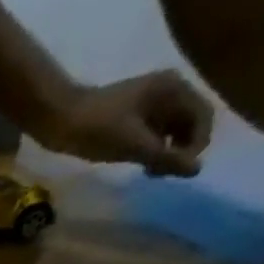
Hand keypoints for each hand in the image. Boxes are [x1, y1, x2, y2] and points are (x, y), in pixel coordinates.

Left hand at [43, 71, 213, 176]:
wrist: (59, 120)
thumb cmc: (97, 129)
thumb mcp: (133, 145)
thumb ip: (165, 157)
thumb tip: (196, 170)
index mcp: (175, 89)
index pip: (204, 116)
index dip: (196, 145)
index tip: (177, 171)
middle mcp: (169, 91)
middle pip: (190, 124)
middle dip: (181, 150)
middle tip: (160, 174)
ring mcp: (151, 104)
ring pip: (172, 131)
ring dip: (167, 153)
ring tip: (149, 173)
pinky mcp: (134, 117)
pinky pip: (155, 134)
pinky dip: (153, 150)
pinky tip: (141, 166)